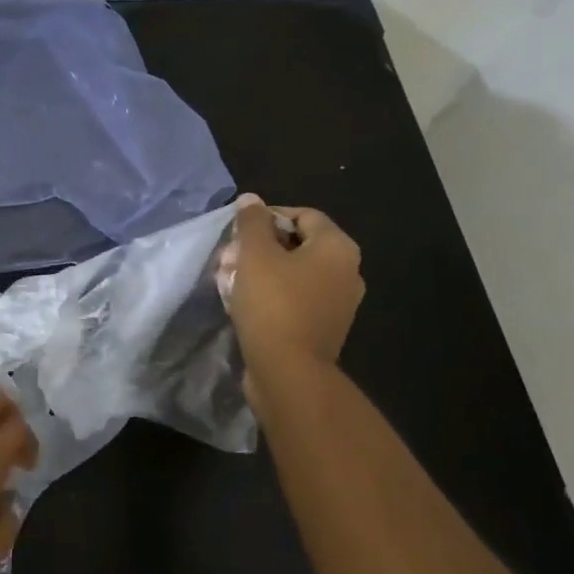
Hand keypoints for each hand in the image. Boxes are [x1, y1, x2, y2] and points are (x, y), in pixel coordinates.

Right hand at [225, 195, 364, 411]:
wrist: (289, 373)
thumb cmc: (274, 304)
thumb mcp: (256, 255)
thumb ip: (252, 222)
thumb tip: (251, 199)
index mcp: (337, 248)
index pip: (303, 215)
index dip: (267, 216)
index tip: (237, 231)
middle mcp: (346, 272)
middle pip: (297, 245)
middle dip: (258, 248)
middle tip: (227, 258)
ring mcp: (336, 304)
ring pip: (292, 274)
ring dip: (258, 272)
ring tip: (226, 280)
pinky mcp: (321, 329)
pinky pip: (294, 300)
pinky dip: (269, 296)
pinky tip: (240, 304)